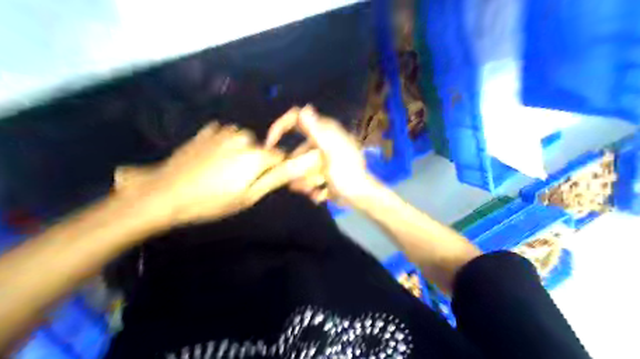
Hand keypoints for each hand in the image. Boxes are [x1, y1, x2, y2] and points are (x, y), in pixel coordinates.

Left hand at [114, 122, 291, 225]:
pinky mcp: (207, 131)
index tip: (259, 182)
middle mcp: (244, 136)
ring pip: (244, 141)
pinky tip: (211, 159)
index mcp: (256, 154)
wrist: (165, 193)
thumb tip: (302, 165)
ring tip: (221, 171)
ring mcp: (223, 131)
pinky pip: (225, 136)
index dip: (273, 170)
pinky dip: (224, 145)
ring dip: (239, 153)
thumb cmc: (212, 201)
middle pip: (261, 149)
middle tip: (236, 182)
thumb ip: (276, 178)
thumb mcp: (249, 196)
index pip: (280, 157)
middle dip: (255, 162)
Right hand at [265, 105, 372, 204]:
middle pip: (299, 150)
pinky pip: (313, 176)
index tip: (271, 144)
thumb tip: (304, 108)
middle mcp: (325, 141)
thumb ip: (317, 131)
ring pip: (305, 166)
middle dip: (296, 167)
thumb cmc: (346, 174)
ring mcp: (327, 157)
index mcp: (326, 131)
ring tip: (311, 191)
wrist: (362, 196)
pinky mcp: (328, 170)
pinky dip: (314, 186)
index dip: (281, 127)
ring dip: (304, 180)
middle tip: (294, 183)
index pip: (297, 119)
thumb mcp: (330, 152)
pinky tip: (320, 194)